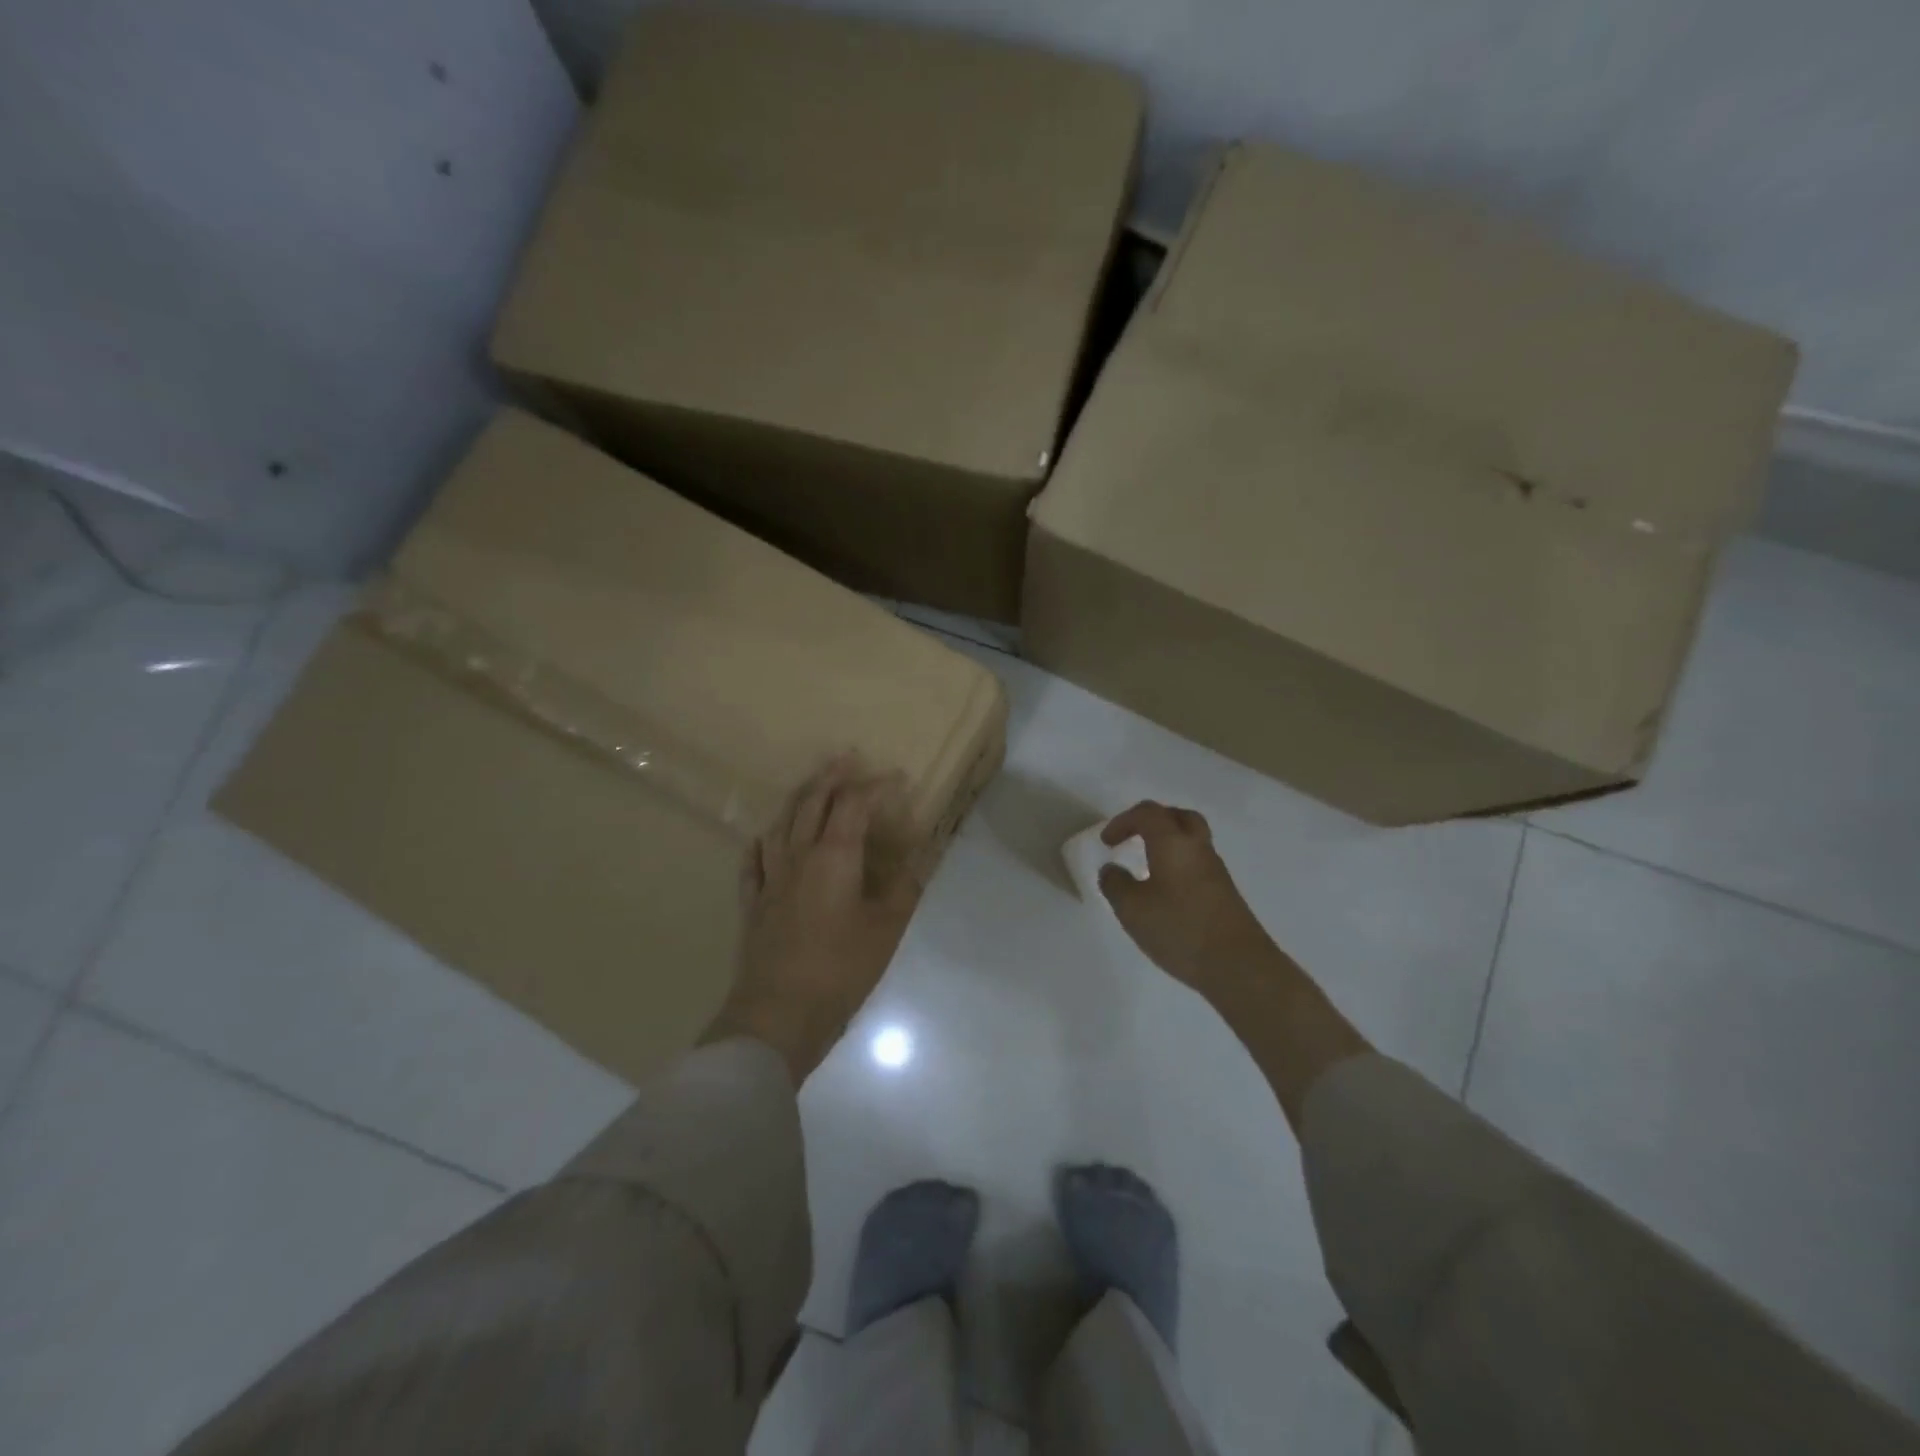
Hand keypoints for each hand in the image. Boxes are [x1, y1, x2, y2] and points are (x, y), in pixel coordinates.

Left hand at [709, 754, 926, 1083]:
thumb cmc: (840, 970)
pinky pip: (754, 861)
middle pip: (811, 802)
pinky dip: (762, 842)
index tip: (897, 778)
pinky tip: (763, 838)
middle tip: (847, 759)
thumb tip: (919, 855)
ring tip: (811, 788)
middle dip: (831, 777)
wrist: (777, 1015)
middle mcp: (798, 856)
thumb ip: (903, 887)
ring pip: (781, 824)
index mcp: (834, 857)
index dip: (875, 786)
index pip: (854, 805)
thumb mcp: (887, 929)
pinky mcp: (753, 903)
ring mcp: (770, 878)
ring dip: (798, 799)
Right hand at [1098, 801, 1279, 996]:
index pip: (1147, 813)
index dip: (1123, 821)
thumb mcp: (1132, 909)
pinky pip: (1198, 864)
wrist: (1239, 965)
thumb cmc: (1180, 929)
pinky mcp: (1225, 893)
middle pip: (1178, 817)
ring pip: (1192, 840)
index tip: (1106, 843)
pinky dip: (1179, 865)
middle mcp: (1197, 848)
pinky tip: (1166, 891)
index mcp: (1173, 843)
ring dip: (1167, 843)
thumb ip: (1115, 884)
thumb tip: (1111, 870)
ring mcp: (1216, 870)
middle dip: (1152, 821)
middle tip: (1134, 837)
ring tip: (1147, 865)